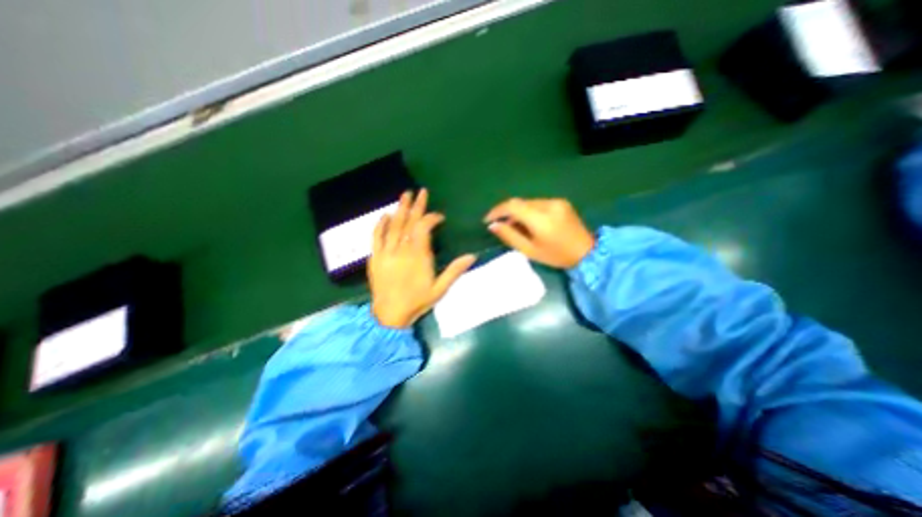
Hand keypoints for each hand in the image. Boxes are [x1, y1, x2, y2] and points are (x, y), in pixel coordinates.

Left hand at [368, 190, 473, 326]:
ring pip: (393, 225)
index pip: (424, 228)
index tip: (439, 217)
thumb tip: (472, 256)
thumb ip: (454, 271)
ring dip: (400, 209)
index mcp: (419, 256)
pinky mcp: (375, 257)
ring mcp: (386, 252)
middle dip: (416, 206)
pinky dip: (380, 224)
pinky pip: (376, 236)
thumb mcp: (440, 289)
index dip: (432, 218)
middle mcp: (402, 249)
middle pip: (409, 222)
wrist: (389, 315)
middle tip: (420, 191)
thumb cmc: (417, 301)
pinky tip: (385, 215)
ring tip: (405, 195)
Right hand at [484, 197, 593, 269]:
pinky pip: (538, 203)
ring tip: (514, 226)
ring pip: (528, 202)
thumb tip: (493, 225)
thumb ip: (510, 236)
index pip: (512, 206)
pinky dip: (529, 211)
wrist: (587, 252)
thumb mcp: (530, 250)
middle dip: (507, 212)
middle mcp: (548, 205)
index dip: (497, 210)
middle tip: (500, 226)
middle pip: (520, 203)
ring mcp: (556, 201)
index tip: (487, 220)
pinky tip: (529, 222)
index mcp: (541, 219)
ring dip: (518, 212)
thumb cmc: (556, 256)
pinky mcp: (561, 202)